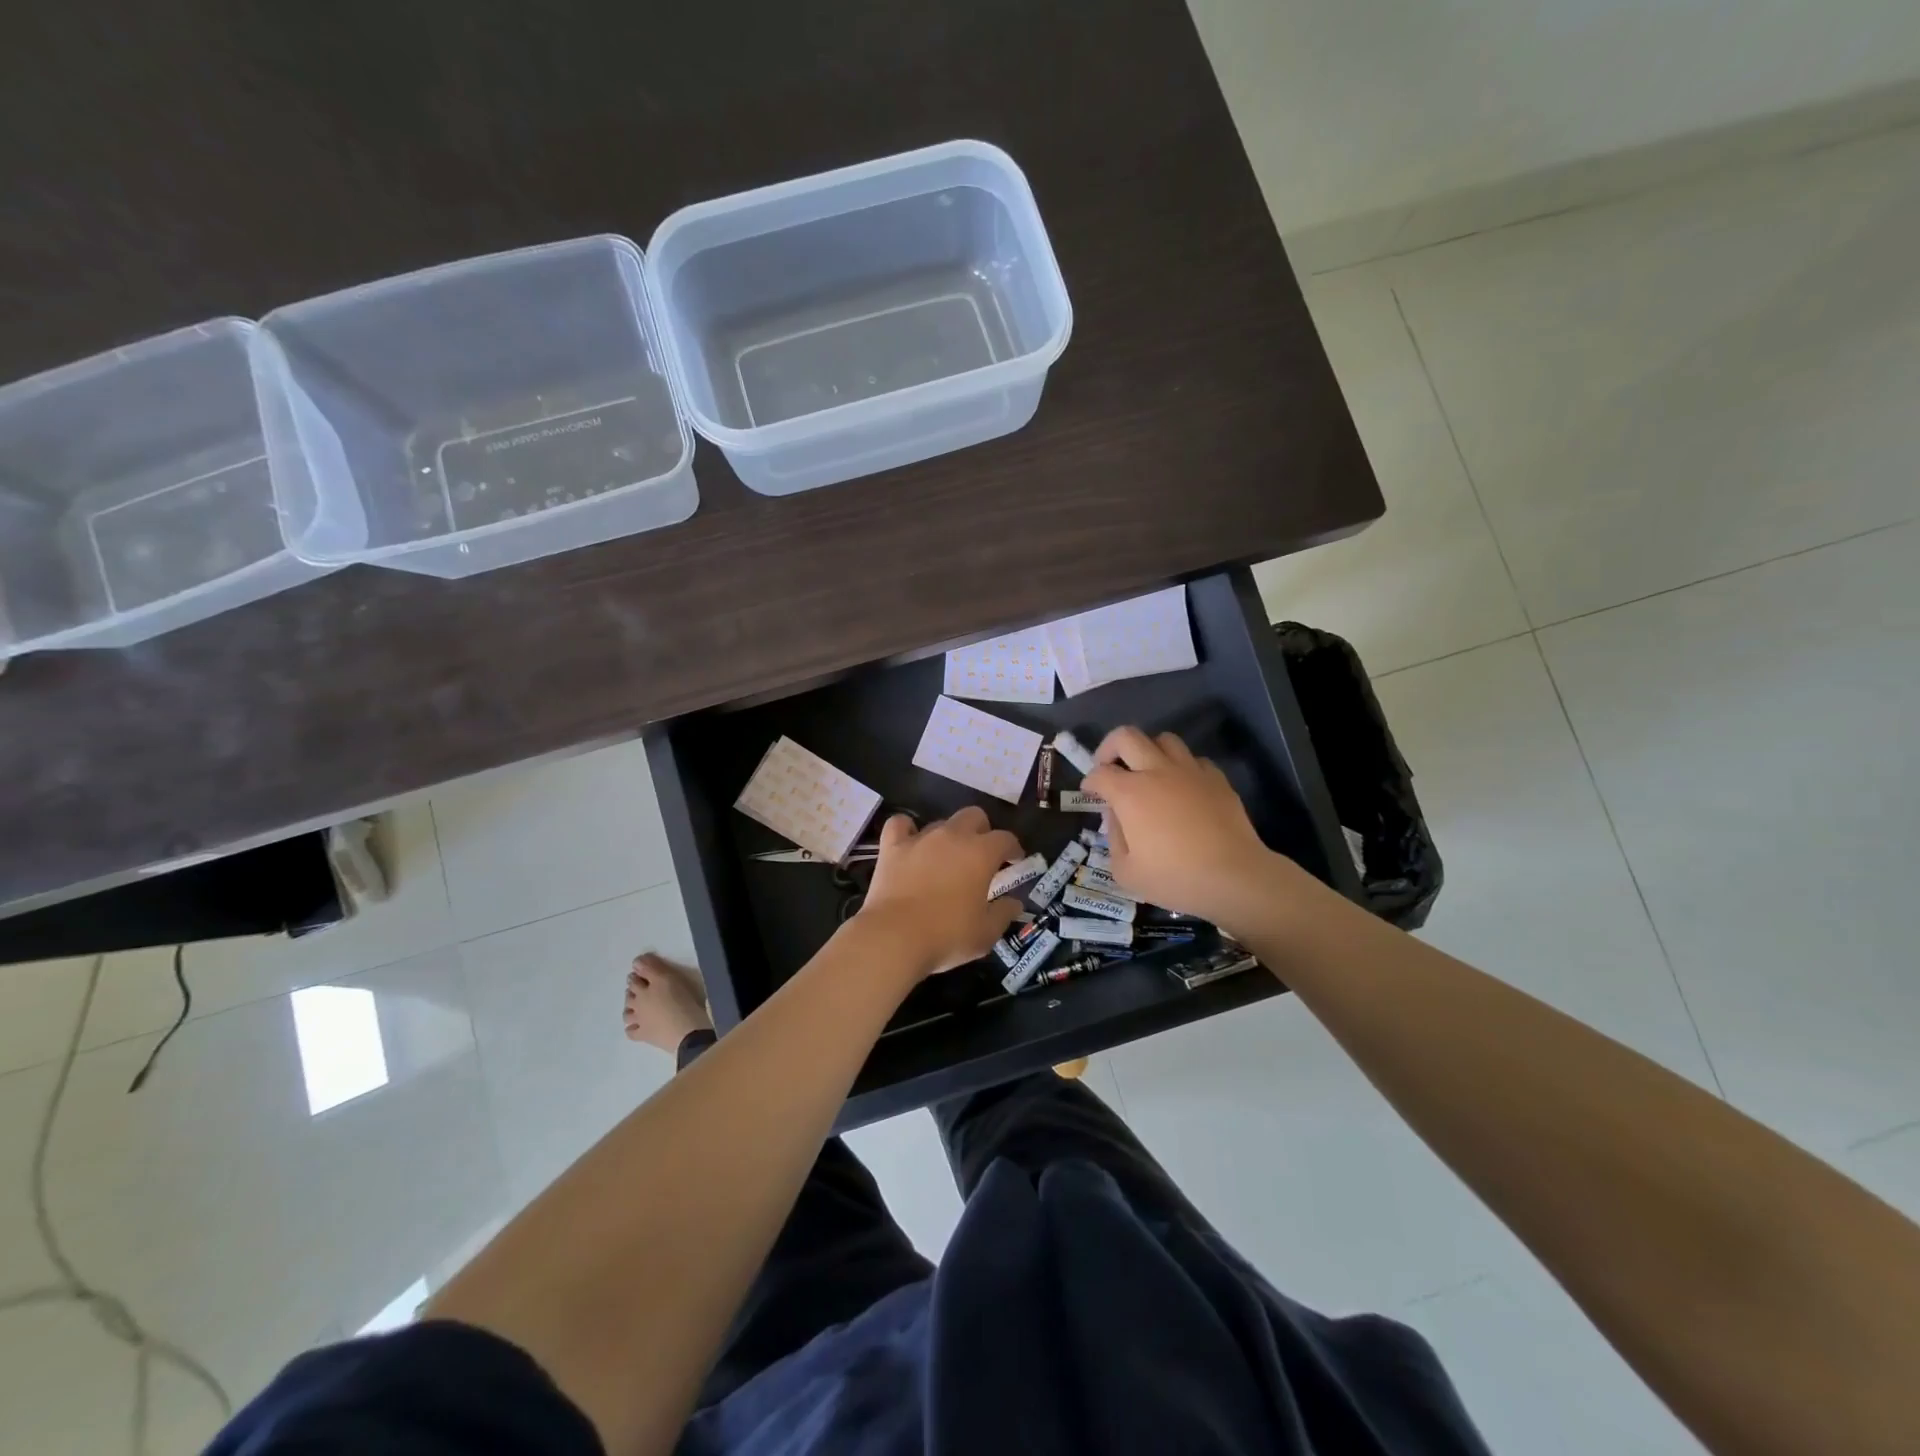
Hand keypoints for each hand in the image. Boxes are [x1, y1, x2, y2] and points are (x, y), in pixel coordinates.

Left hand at [855, 807, 1023, 977]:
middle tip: (981, 855)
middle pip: (974, 816)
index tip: (1014, 861)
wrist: (895, 937)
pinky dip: (906, 830)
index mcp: (981, 853)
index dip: (1013, 848)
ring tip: (946, 858)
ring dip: (948, 835)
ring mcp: (920, 838)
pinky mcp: (892, 846)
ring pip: (940, 822)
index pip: (1006, 838)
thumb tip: (1014, 902)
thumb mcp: (986, 933)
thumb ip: (1004, 913)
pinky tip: (909, 843)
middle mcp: (953, 836)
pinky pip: (900, 824)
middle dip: (982, 831)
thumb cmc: (947, 935)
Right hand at [1084, 727, 1298, 933]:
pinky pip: (1194, 760)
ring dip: (1149, 751)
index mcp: (1130, 793)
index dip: (1089, 782)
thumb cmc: (1175, 878)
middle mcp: (1157, 771)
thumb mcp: (1126, 871)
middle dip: (1110, 747)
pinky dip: (1182, 768)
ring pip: (1164, 739)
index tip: (1090, 793)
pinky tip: (1182, 788)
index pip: (1100, 773)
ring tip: (1148, 772)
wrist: (1234, 877)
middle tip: (1109, 767)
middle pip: (1127, 736)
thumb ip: (1113, 839)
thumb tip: (1116, 817)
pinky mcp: (1217, 779)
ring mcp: (1190, 771)